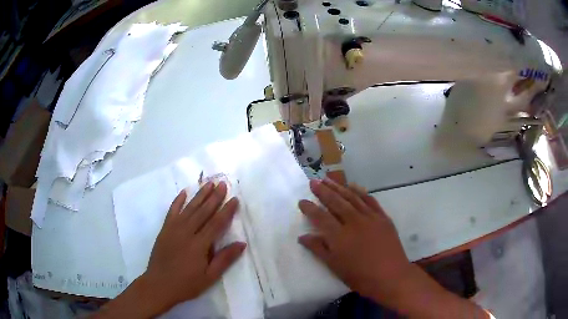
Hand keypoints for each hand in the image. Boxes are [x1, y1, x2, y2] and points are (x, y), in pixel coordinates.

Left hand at [144, 182, 245, 310]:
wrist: (159, 285)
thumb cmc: (186, 284)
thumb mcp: (209, 277)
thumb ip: (225, 259)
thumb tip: (242, 244)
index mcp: (199, 245)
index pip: (216, 223)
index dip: (226, 211)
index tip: (235, 199)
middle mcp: (186, 232)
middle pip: (203, 211)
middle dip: (214, 197)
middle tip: (223, 184)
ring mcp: (173, 229)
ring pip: (189, 208)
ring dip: (200, 195)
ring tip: (209, 183)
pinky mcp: (164, 230)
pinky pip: (172, 211)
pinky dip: (178, 201)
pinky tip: (184, 192)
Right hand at [298, 178, 411, 301]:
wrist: (391, 276)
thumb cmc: (360, 276)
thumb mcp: (335, 266)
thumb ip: (318, 249)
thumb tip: (302, 237)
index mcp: (339, 236)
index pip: (320, 217)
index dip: (309, 208)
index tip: (302, 201)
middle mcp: (353, 222)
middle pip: (336, 202)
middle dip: (323, 191)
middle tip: (313, 182)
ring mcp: (370, 217)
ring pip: (352, 197)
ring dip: (339, 187)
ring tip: (328, 179)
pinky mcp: (383, 217)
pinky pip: (370, 200)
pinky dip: (360, 191)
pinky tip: (353, 186)